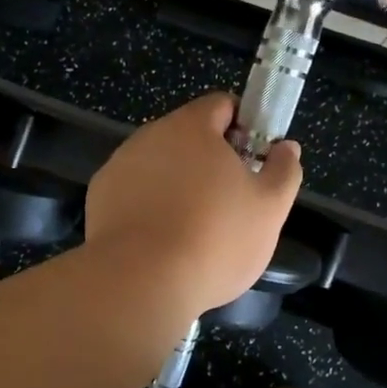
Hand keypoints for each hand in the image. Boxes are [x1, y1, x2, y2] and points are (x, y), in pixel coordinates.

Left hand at [85, 93, 302, 316]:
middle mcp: (151, 134)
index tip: (253, 160)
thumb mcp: (269, 208)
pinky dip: (148, 204)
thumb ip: (284, 170)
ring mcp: (121, 163)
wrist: (139, 282)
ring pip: (160, 163)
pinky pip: (134, 189)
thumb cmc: (214, 239)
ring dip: (178, 182)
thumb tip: (286, 147)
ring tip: (193, 227)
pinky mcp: (100, 194)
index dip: (244, 127)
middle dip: (210, 159)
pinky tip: (159, 238)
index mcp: (192, 126)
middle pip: (188, 135)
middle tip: (229, 201)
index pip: (222, 105)